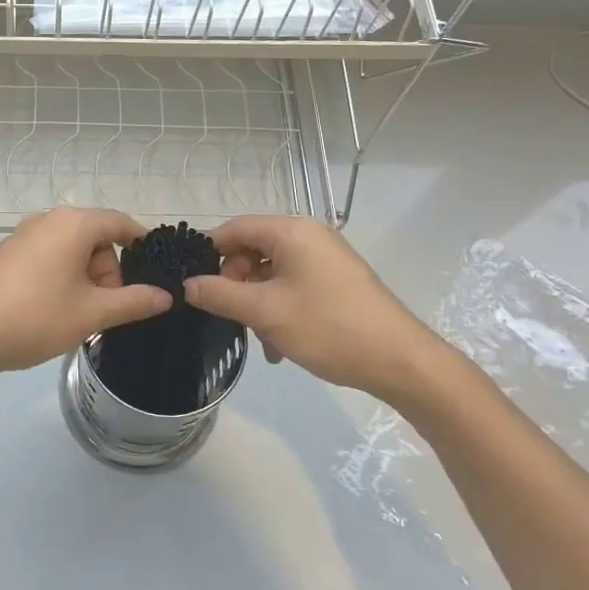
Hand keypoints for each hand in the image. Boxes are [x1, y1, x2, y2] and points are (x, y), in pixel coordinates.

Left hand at [0, 208, 172, 384]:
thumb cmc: (35, 317)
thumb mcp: (92, 313)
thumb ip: (133, 301)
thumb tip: (166, 295)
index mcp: (73, 223)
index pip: (120, 223)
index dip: (141, 246)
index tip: (153, 276)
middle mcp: (48, 219)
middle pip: (95, 237)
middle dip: (109, 271)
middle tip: (106, 310)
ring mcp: (23, 234)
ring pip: (71, 249)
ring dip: (85, 278)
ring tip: (79, 316)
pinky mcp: (6, 252)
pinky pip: (48, 256)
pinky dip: (61, 277)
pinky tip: (51, 311)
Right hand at [182, 215, 446, 404]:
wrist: (400, 361)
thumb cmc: (328, 327)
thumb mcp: (265, 312)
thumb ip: (220, 294)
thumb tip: (187, 285)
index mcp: (291, 231)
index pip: (234, 228)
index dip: (209, 253)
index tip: (192, 284)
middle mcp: (309, 235)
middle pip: (253, 249)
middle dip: (236, 283)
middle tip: (230, 315)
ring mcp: (326, 258)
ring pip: (272, 271)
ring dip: (257, 302)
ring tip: (260, 338)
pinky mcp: (338, 280)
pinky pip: (294, 284)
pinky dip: (280, 308)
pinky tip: (280, 344)